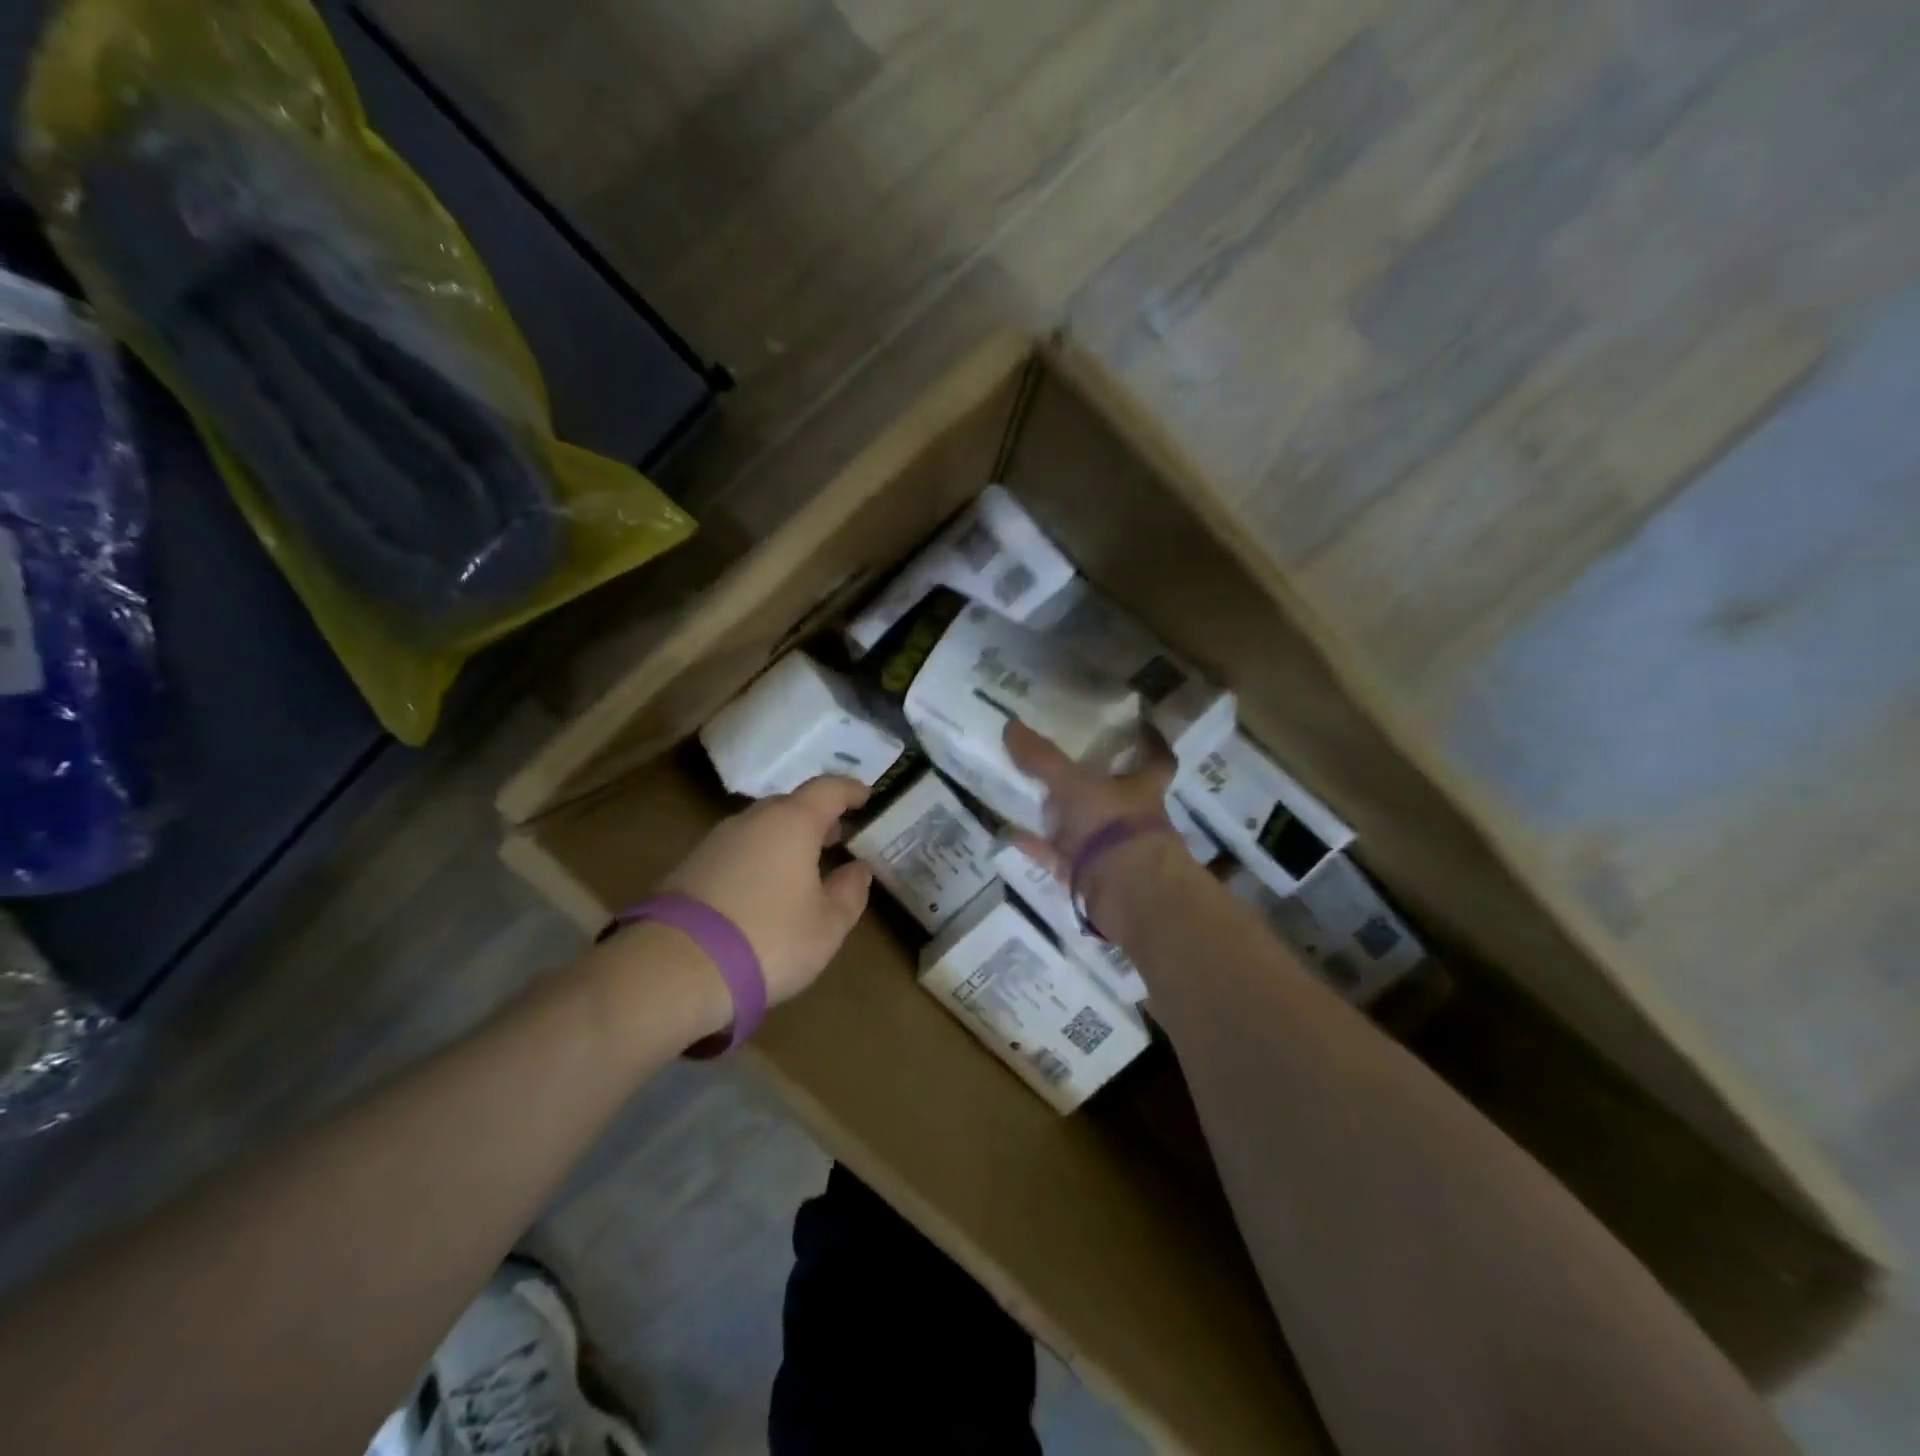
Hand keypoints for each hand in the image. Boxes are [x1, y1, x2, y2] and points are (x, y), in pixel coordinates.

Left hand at [660, 777, 874, 1006]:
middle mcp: (752, 820)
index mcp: (792, 822)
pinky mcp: (689, 866)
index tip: (867, 797)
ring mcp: (715, 841)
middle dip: (817, 818)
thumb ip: (850, 893)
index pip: (828, 789)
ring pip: (761, 828)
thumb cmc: (768, 940)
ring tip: (803, 866)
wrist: (673, 970)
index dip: (850, 790)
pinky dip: (759, 858)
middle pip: (791, 805)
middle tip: (838, 837)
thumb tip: (858, 869)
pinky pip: (737, 850)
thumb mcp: (827, 926)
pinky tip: (764, 889)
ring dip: (786, 839)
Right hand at [1003, 719, 1177, 871]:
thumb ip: (1043, 758)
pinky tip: (1009, 832)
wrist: (1126, 894)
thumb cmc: (1113, 827)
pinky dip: (1035, 844)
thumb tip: (1010, 724)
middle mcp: (1132, 816)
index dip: (1150, 742)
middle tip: (1064, 758)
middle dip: (1095, 779)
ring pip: (1084, 825)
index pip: (1156, 759)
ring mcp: (1112, 848)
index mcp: (1143, 788)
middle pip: (1117, 792)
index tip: (1140, 726)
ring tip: (1029, 793)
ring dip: (1060, 814)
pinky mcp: (1090, 875)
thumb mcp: (1074, 785)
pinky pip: (1057, 854)